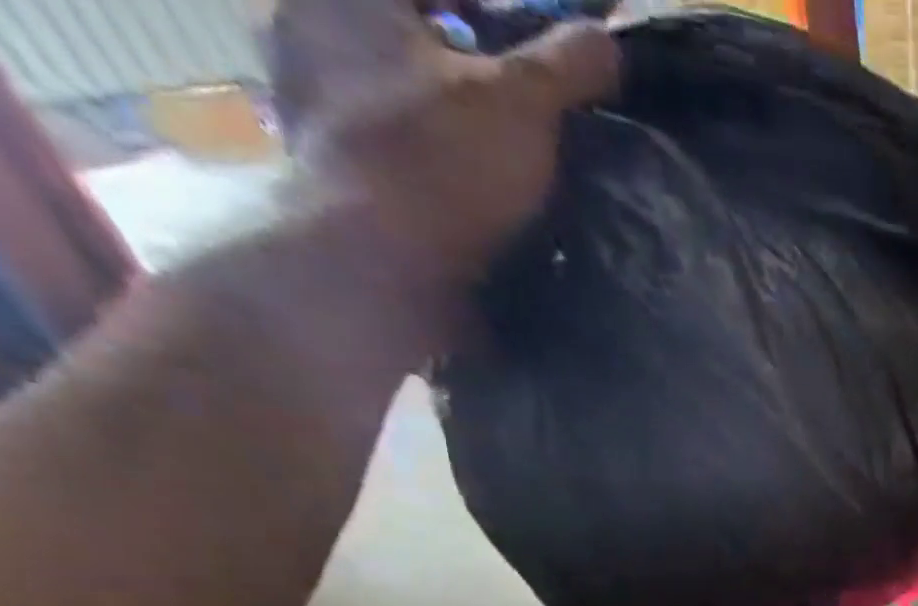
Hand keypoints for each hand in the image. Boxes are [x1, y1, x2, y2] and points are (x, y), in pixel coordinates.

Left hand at [270, 0, 620, 285]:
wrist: (383, 267)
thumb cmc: (443, 161)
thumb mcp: (523, 103)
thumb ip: (566, 65)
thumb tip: (607, 40)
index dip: (495, 9)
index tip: (538, 35)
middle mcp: (310, 34)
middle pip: (409, 35)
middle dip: (467, 59)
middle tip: (525, 97)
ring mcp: (314, 109)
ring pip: (397, 95)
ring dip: (450, 117)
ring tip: (509, 154)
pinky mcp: (333, 176)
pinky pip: (393, 152)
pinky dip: (435, 164)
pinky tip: (478, 193)